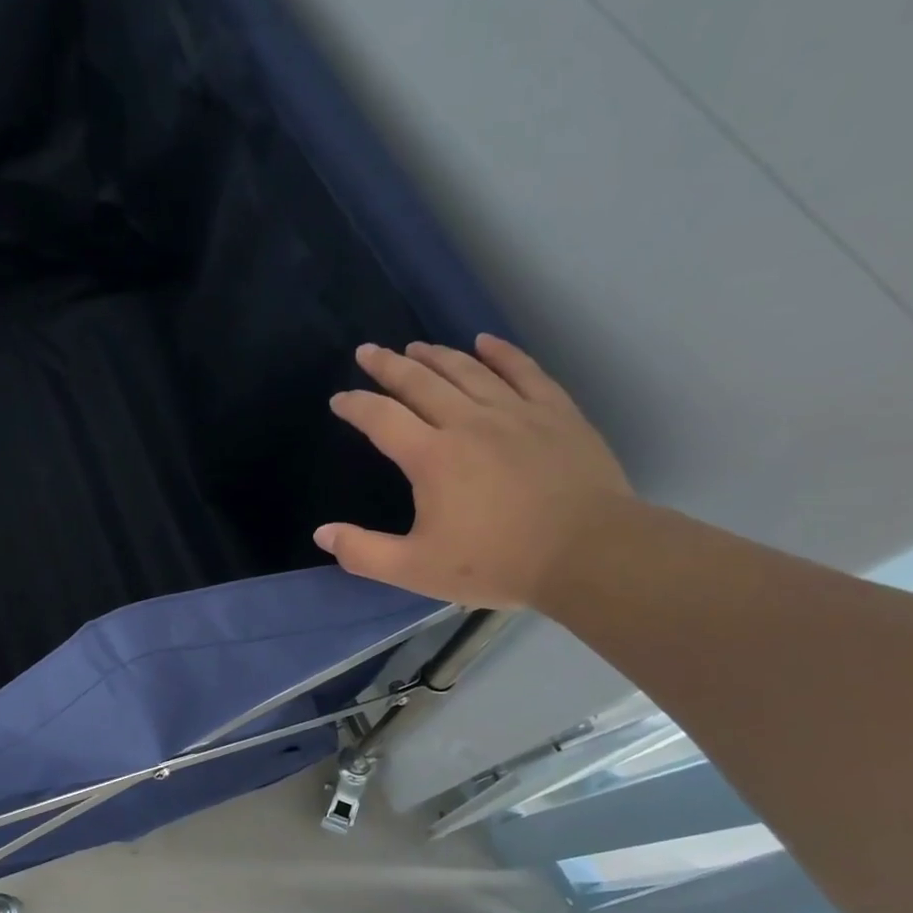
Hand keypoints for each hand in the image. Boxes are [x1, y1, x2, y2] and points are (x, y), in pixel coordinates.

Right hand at [315, 334, 634, 608]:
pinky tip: (485, 342)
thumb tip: (322, 533)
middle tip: (369, 351)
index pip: (382, 418)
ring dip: (437, 355)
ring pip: (468, 371)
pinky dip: (501, 353)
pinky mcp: (556, 414)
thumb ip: (363, 553)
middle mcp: (469, 422)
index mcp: (432, 456)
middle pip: (421, 382)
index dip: (356, 405)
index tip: (339, 399)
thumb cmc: (497, 563)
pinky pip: (523, 371)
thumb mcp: (416, 570)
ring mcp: (516, 412)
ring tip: (416, 346)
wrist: (589, 554)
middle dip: (389, 365)